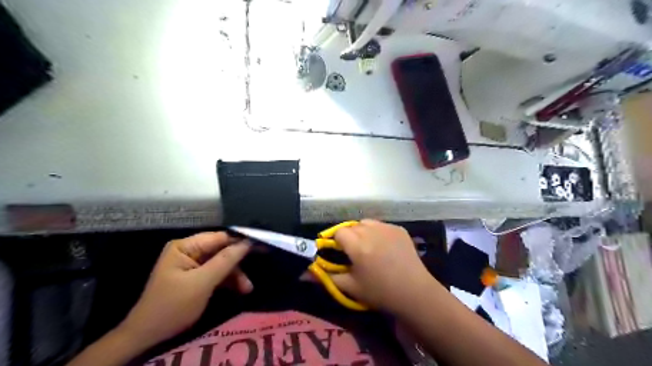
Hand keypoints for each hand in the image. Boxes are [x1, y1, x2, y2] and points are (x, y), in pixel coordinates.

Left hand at [118, 231, 250, 348]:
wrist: (148, 336)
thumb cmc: (173, 306)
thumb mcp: (202, 283)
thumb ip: (225, 260)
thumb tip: (248, 242)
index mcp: (186, 246)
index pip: (220, 238)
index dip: (240, 241)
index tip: (261, 246)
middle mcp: (190, 251)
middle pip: (222, 251)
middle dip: (237, 264)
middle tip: (254, 272)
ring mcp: (192, 264)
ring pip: (222, 263)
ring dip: (235, 275)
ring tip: (247, 289)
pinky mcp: (196, 277)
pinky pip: (216, 273)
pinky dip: (228, 281)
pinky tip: (239, 289)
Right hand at [329, 219, 439, 312]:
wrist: (415, 293)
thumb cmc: (380, 292)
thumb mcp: (350, 287)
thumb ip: (326, 276)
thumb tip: (303, 274)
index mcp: (358, 245)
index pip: (338, 232)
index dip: (336, 241)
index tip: (338, 252)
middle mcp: (371, 231)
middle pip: (352, 226)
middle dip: (349, 236)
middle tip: (353, 253)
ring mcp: (387, 228)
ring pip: (366, 223)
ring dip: (362, 231)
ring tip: (368, 247)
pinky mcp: (399, 229)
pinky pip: (381, 225)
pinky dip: (377, 232)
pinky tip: (383, 247)